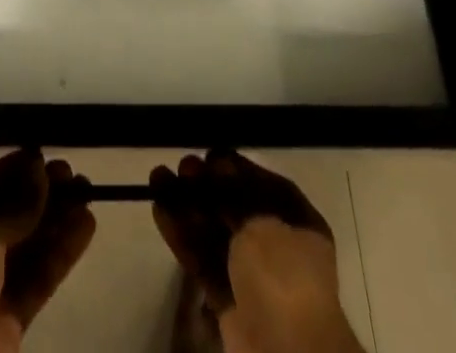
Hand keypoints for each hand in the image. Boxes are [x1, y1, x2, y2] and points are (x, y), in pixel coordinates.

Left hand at [0, 148, 96, 352]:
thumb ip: (16, 202)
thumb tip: (40, 168)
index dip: (13, 169)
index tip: (43, 155)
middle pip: (9, 215)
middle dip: (40, 194)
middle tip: (73, 174)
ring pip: (28, 245)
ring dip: (57, 220)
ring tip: (88, 194)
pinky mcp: (10, 316)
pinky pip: (38, 276)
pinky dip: (61, 252)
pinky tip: (85, 228)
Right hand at [150, 151, 363, 352]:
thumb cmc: (283, 275)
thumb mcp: (261, 221)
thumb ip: (235, 191)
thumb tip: (218, 165)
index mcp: (298, 223)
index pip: (263, 185)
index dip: (235, 168)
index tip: (209, 156)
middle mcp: (277, 246)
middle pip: (234, 207)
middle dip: (206, 186)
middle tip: (182, 167)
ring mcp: (251, 275)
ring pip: (214, 231)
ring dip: (186, 206)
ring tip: (157, 178)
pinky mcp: (228, 299)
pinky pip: (202, 259)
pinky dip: (182, 236)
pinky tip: (159, 210)